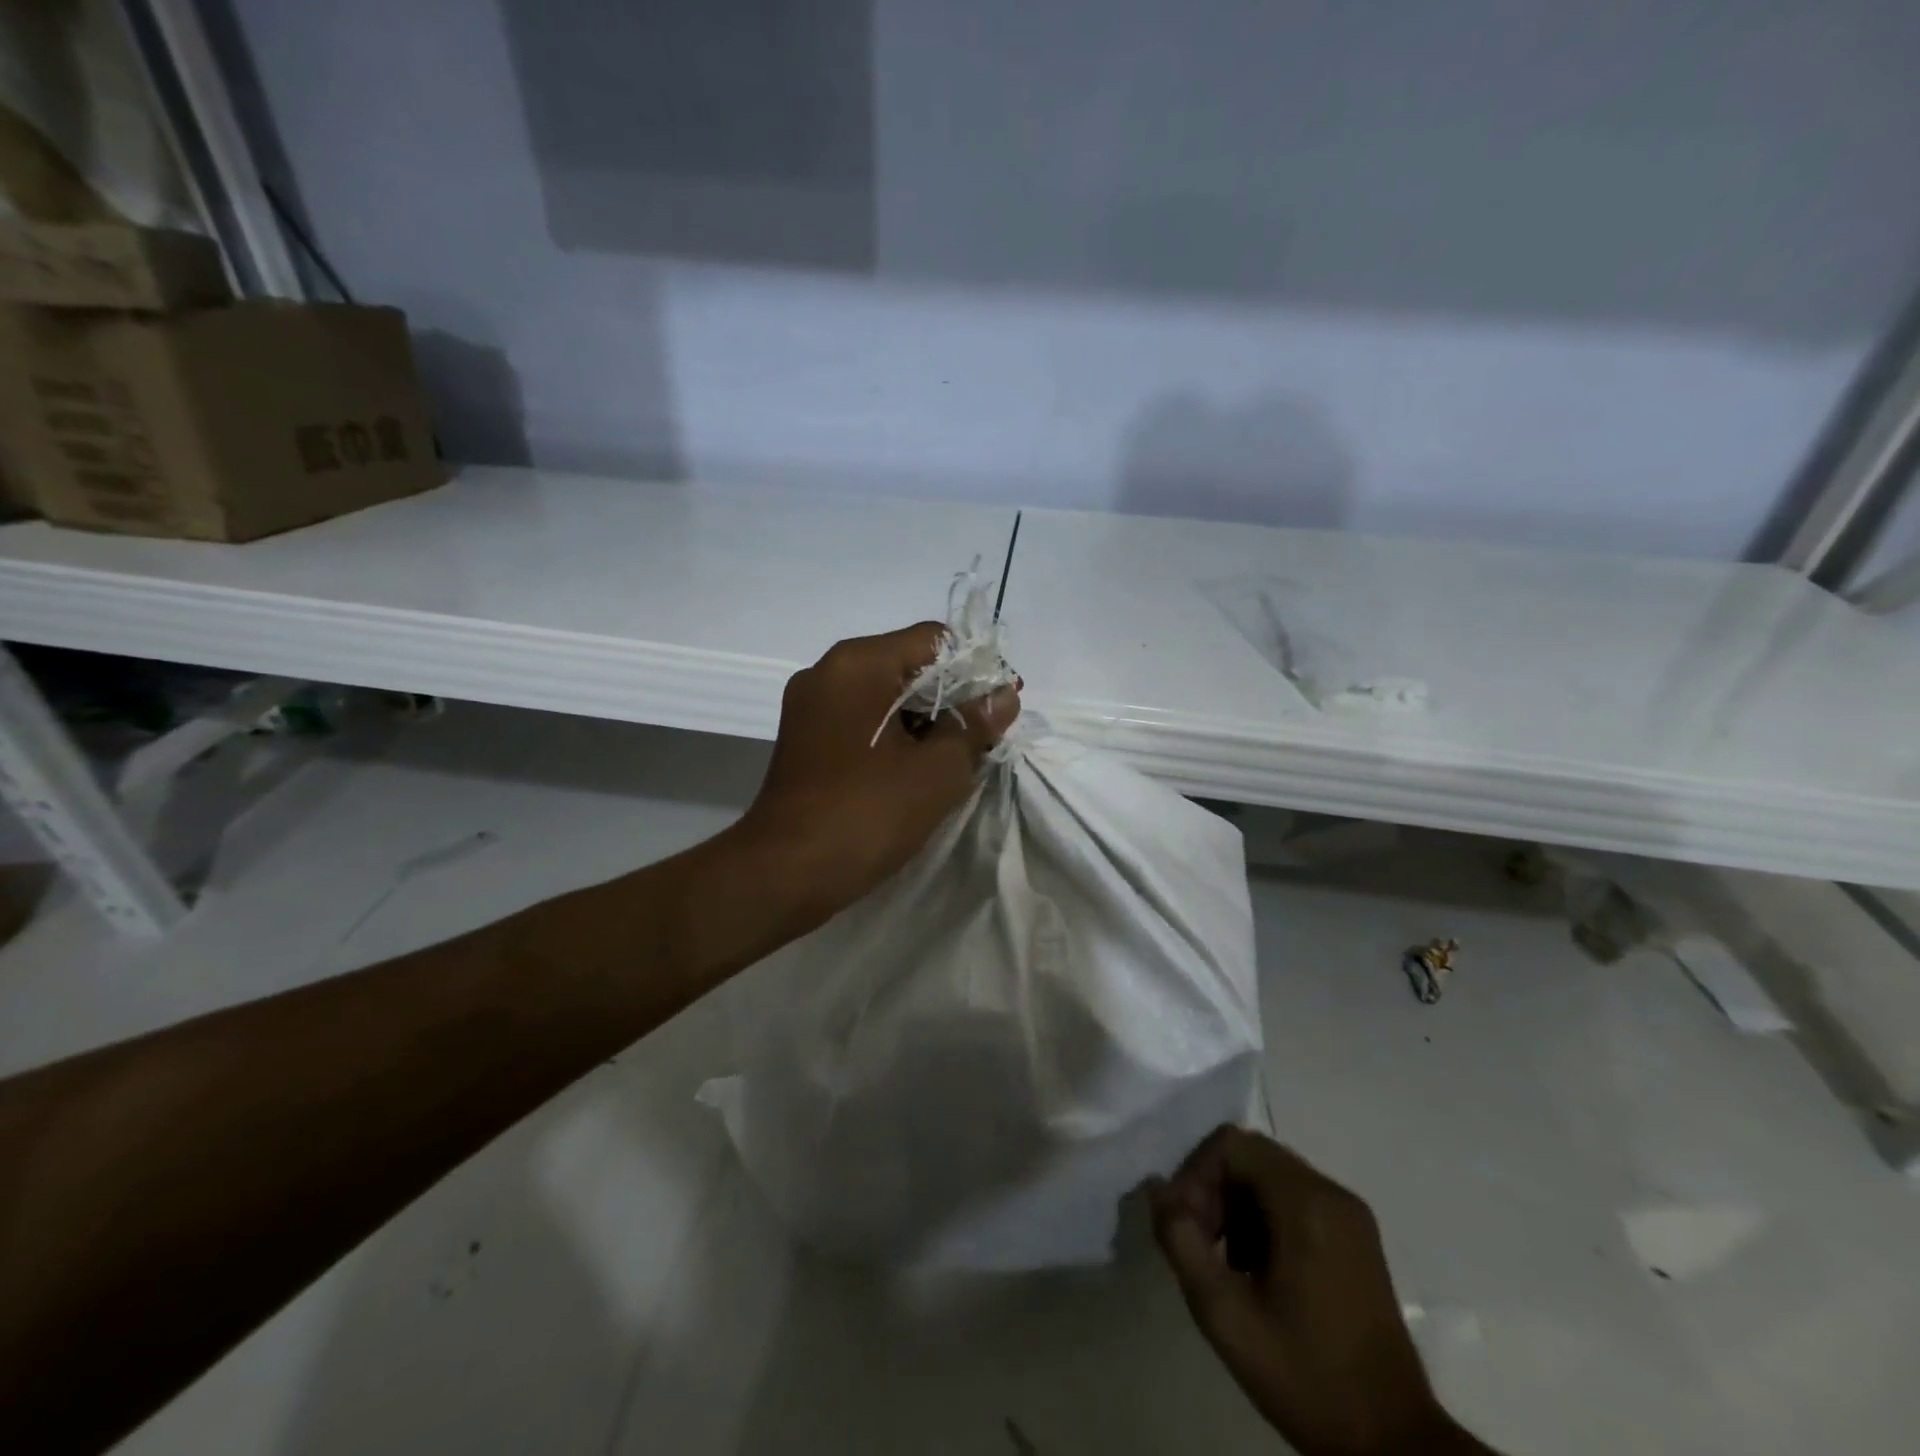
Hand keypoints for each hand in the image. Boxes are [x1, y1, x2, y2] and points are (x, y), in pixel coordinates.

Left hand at [739, 622, 1018, 927]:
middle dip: (951, 699)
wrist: (785, 872)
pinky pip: (861, 720)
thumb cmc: (867, 812)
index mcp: (859, 663)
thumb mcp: (938, 770)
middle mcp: (828, 671)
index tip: (996, 710)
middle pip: (908, 665)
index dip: (975, 670)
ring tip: (953, 762)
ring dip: (923, 722)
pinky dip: (893, 737)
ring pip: (885, 696)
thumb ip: (976, 725)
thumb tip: (1004, 696)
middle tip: (982, 741)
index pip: (934, 640)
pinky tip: (915, 773)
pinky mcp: (804, 738)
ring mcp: (810, 706)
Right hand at [1150, 1127, 1489, 1455]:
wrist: (1393, 1444)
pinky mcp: (1357, 1238)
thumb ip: (1181, 1242)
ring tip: (1225, 1263)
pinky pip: (1294, 1199)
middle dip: (1213, 1190)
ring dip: (1235, 1206)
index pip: (1231, 1144)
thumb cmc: (1307, 1377)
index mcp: (1306, 1202)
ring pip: (1270, 1176)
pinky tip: (1257, 1271)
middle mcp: (1332, 1192)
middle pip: (1251, 1155)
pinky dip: (1263, 1219)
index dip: (1195, 1174)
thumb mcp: (1226, 1316)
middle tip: (1199, 1243)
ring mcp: (1350, 1215)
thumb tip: (1157, 1190)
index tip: (1186, 1226)